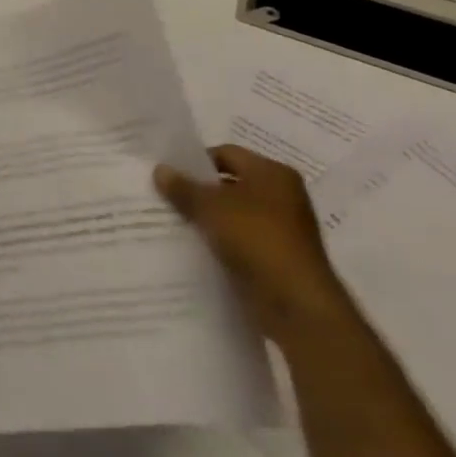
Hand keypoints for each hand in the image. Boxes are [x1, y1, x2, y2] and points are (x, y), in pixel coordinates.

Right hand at [156, 145, 355, 349]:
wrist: (295, 302)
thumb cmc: (256, 238)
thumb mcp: (210, 207)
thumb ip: (183, 187)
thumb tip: (160, 169)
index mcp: (273, 173)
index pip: (226, 154)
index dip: (195, 161)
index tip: (169, 174)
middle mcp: (282, 195)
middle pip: (230, 184)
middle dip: (199, 191)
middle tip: (166, 197)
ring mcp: (282, 228)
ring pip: (233, 214)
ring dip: (208, 218)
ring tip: (174, 222)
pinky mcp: (277, 257)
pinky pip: (240, 240)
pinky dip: (220, 241)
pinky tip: (195, 247)